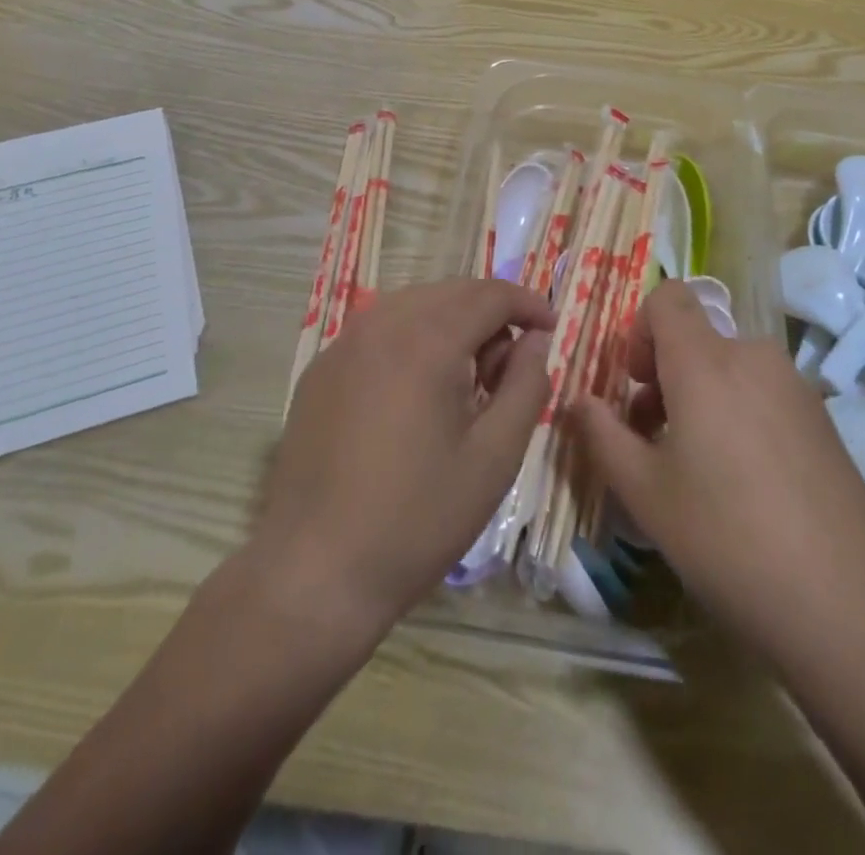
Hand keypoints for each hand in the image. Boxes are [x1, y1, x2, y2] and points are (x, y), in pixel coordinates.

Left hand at [255, 280, 554, 633]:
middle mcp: (380, 324)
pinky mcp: (319, 370)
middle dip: (491, 315)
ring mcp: (343, 345)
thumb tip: (535, 341)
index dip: (528, 304)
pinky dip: (413, 340)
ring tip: (467, 382)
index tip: (551, 329)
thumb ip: (526, 385)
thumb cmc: (418, 517)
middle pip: (452, 292)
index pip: (491, 294)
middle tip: (509, 370)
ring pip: (414, 306)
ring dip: (452, 324)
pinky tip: (417, 393)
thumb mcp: (494, 456)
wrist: (314, 572)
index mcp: (426, 340)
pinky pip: (379, 331)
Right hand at [574, 281, 864, 669]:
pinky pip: (761, 392)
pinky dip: (737, 413)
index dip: (640, 329)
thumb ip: (601, 435)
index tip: (634, 385)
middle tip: (652, 439)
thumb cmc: (726, 539)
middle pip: (696, 337)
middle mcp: (752, 356)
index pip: (668, 296)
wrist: (848, 603)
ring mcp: (794, 386)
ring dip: (699, 397)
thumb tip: (578, 401)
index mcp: (705, 362)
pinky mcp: (821, 417)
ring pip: (728, 367)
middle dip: (664, 375)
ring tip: (696, 468)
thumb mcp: (644, 493)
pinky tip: (745, 484)